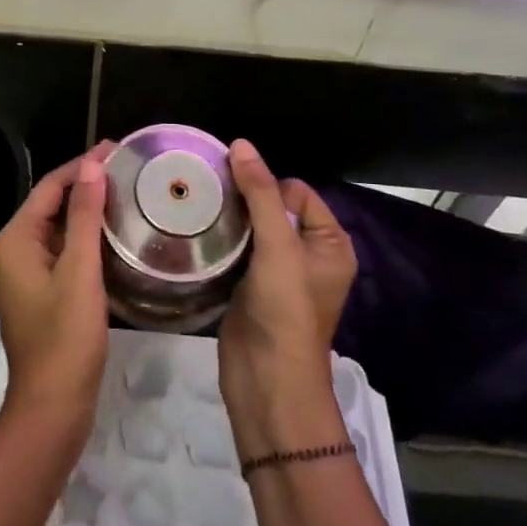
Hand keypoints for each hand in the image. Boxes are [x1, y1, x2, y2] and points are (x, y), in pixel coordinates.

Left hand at [0, 143, 114, 441]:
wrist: (52, 408)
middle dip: (86, 185)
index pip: (50, 187)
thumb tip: (92, 165)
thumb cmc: (66, 337)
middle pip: (51, 205)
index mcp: (14, 240)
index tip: (117, 149)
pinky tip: (113, 235)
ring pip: (57, 230)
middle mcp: (12, 251)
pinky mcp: (38, 293)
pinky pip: (61, 253)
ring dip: (87, 212)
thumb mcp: (79, 271)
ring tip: (126, 194)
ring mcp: (23, 274)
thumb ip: (84, 216)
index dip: (82, 165)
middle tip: (128, 170)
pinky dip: (84, 239)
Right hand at [218, 139, 358, 459]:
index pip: (296, 191)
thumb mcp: (278, 246)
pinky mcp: (251, 287)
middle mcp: (308, 254)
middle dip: (243, 198)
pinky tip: (196, 233)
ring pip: (251, 228)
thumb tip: (240, 144)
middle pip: (272, 207)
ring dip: (228, 219)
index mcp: (330, 242)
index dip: (266, 185)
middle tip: (207, 193)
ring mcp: (278, 273)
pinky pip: (237, 250)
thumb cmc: (285, 310)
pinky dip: (220, 241)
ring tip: (197, 208)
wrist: (267, 381)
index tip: (231, 186)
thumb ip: (259, 194)